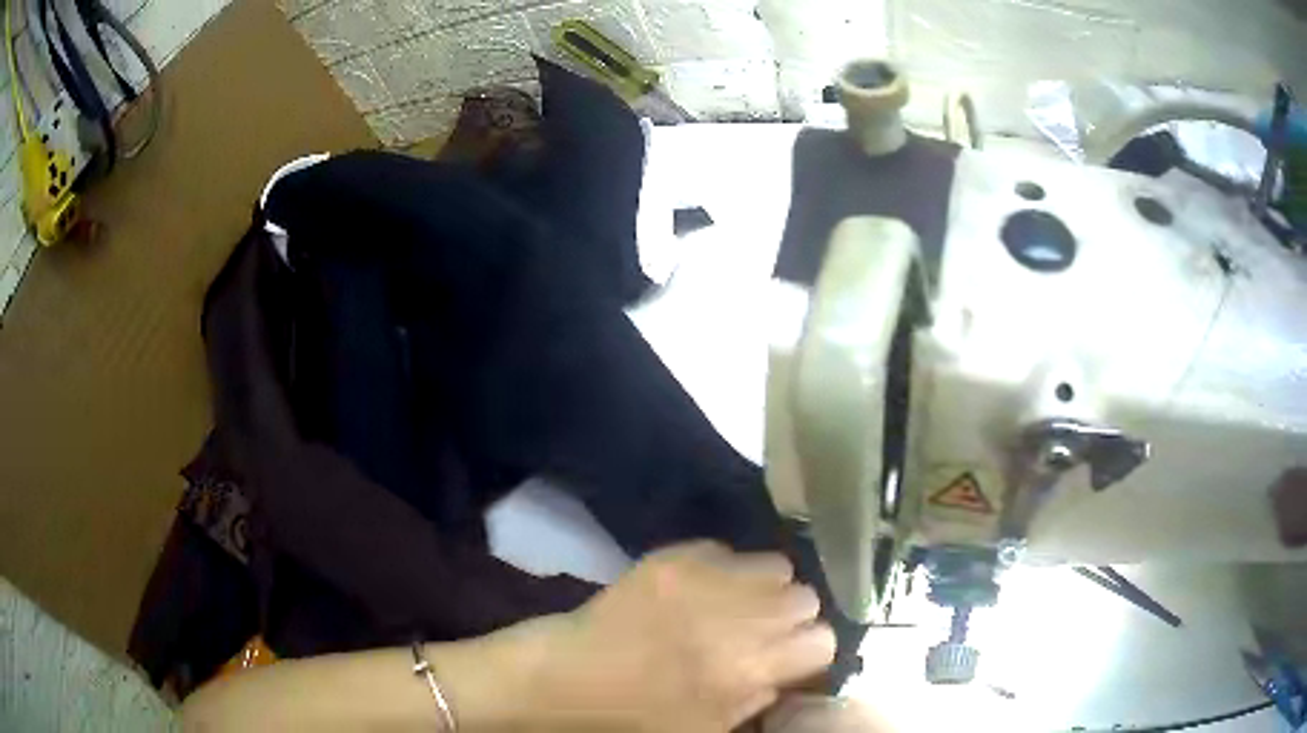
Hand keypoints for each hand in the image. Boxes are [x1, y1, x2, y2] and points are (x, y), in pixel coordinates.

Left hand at [536, 541, 835, 731]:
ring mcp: (703, 580)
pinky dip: (721, 569)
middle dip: (790, 616)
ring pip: (775, 564)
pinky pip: (725, 550)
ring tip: (734, 604)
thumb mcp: (711, 728)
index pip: (824, 639)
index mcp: (750, 670)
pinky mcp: (672, 557)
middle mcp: (738, 619)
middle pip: (806, 596)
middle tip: (761, 630)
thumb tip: (788, 669)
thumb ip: (761, 696)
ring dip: (762, 587)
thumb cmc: (637, 718)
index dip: (810, 651)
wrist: (568, 679)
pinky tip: (698, 590)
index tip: (792, 656)